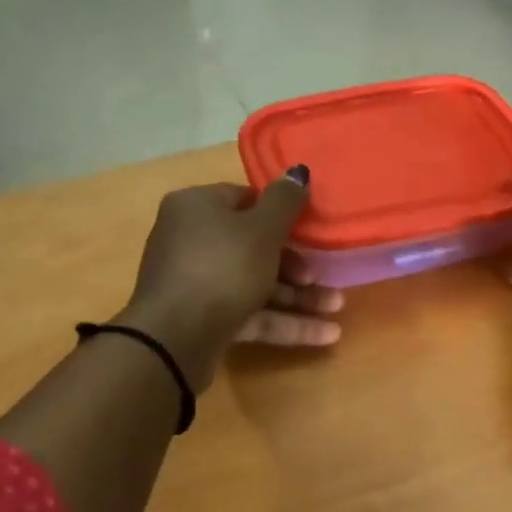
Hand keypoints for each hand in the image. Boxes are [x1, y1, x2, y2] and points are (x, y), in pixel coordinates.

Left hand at [113, 167, 343, 389]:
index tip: (310, 228)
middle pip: (251, 245)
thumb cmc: (222, 267)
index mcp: (196, 207)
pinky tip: (325, 334)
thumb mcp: (262, 229)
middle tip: (323, 275)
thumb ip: (285, 201)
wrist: (175, 339)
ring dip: (297, 296)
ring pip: (254, 283)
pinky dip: (283, 321)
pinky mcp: (202, 320)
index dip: (280, 213)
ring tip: (337, 307)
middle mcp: (190, 239)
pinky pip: (248, 313)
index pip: (244, 199)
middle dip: (295, 263)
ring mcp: (195, 282)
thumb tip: (297, 172)